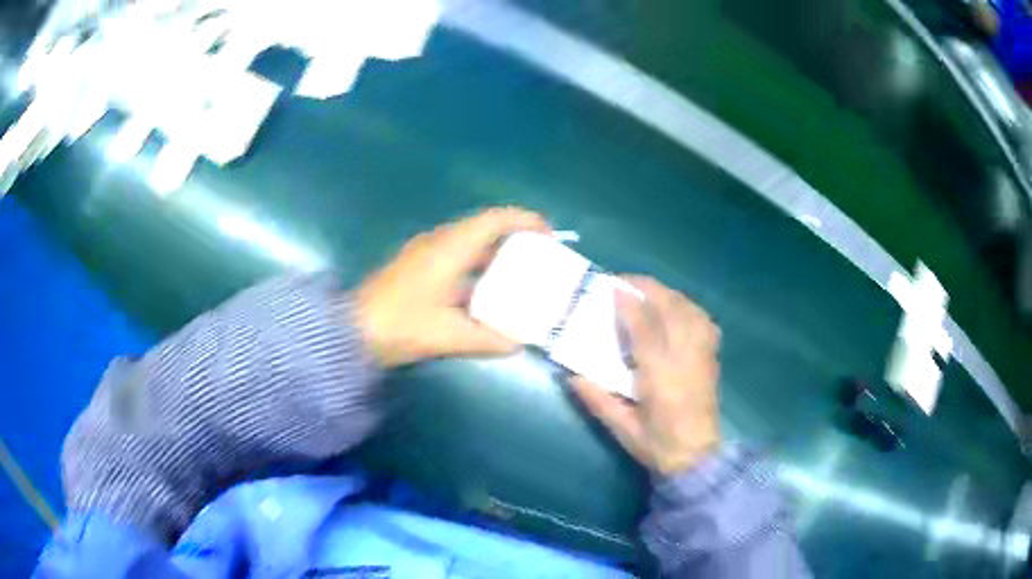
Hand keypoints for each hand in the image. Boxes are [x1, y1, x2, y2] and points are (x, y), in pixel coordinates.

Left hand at [355, 207, 549, 367]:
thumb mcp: (449, 335)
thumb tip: (517, 344)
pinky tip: (487, 295)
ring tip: (521, 277)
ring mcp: (425, 255)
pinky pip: (457, 260)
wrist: (351, 332)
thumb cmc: (402, 325)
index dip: (525, 221)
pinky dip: (477, 271)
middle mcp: (439, 242)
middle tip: (540, 260)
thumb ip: (488, 339)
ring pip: (470, 246)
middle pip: (484, 229)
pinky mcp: (417, 270)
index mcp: (449, 247)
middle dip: (515, 241)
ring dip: (495, 257)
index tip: (549, 235)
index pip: (494, 219)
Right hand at [571, 276, 720, 475]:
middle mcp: (684, 359)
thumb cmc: (656, 444)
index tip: (613, 287)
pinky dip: (689, 308)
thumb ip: (597, 399)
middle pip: (671, 310)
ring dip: (668, 295)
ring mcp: (702, 356)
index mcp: (660, 378)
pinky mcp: (712, 358)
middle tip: (625, 283)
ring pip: (689, 310)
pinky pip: (704, 321)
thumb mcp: (621, 428)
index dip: (630, 304)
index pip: (646, 330)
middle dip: (649, 289)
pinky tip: (677, 310)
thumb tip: (571, 375)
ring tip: (648, 293)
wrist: (697, 457)